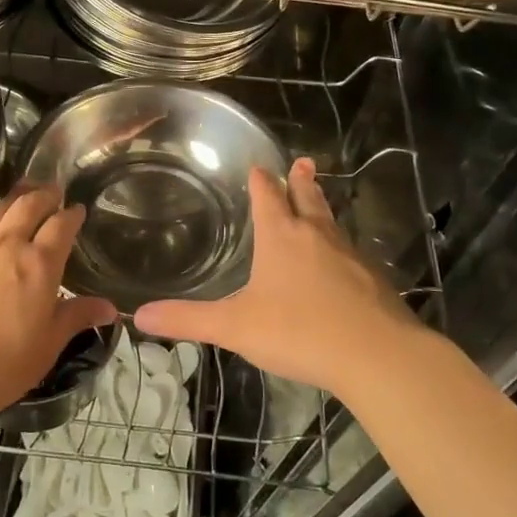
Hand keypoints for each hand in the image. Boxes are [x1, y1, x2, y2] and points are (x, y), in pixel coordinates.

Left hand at [0, 186, 116, 426]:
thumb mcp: (43, 350)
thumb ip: (74, 320)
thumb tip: (109, 307)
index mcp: (38, 265)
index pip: (61, 226)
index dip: (72, 215)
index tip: (78, 209)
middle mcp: (5, 245)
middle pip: (28, 205)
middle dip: (45, 194)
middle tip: (53, 191)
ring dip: (15, 198)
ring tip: (23, 195)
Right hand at [134, 157, 428, 399]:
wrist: (377, 355)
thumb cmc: (299, 331)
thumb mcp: (235, 327)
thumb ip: (188, 320)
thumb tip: (139, 316)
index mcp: (281, 236)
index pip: (268, 196)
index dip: (261, 181)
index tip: (258, 167)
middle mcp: (316, 235)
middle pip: (307, 198)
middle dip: (301, 180)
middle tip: (303, 162)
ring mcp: (350, 255)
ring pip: (332, 222)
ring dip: (322, 208)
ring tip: (319, 201)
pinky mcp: (373, 280)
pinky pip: (351, 252)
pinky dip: (340, 247)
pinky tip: (341, 262)